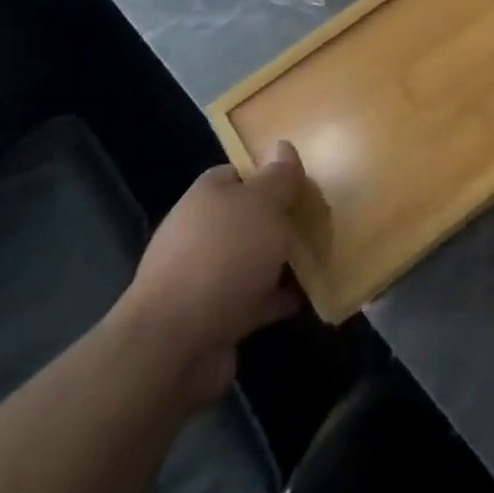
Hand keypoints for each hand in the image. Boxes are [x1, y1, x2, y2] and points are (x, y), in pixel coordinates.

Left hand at [116, 142, 304, 406]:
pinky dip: (275, 298)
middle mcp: (199, 233)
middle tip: (318, 220)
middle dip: (279, 220)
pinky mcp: (211, 318)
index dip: (269, 175)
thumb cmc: (224, 257)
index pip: (238, 173)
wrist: (175, 346)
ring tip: (319, 258)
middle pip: (246, 217)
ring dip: (279, 261)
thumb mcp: (263, 204)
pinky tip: (306, 299)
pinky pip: (252, 299)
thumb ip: (278, 177)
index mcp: (206, 196)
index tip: (302, 183)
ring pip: (250, 259)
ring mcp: (202, 278)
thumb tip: (283, 146)